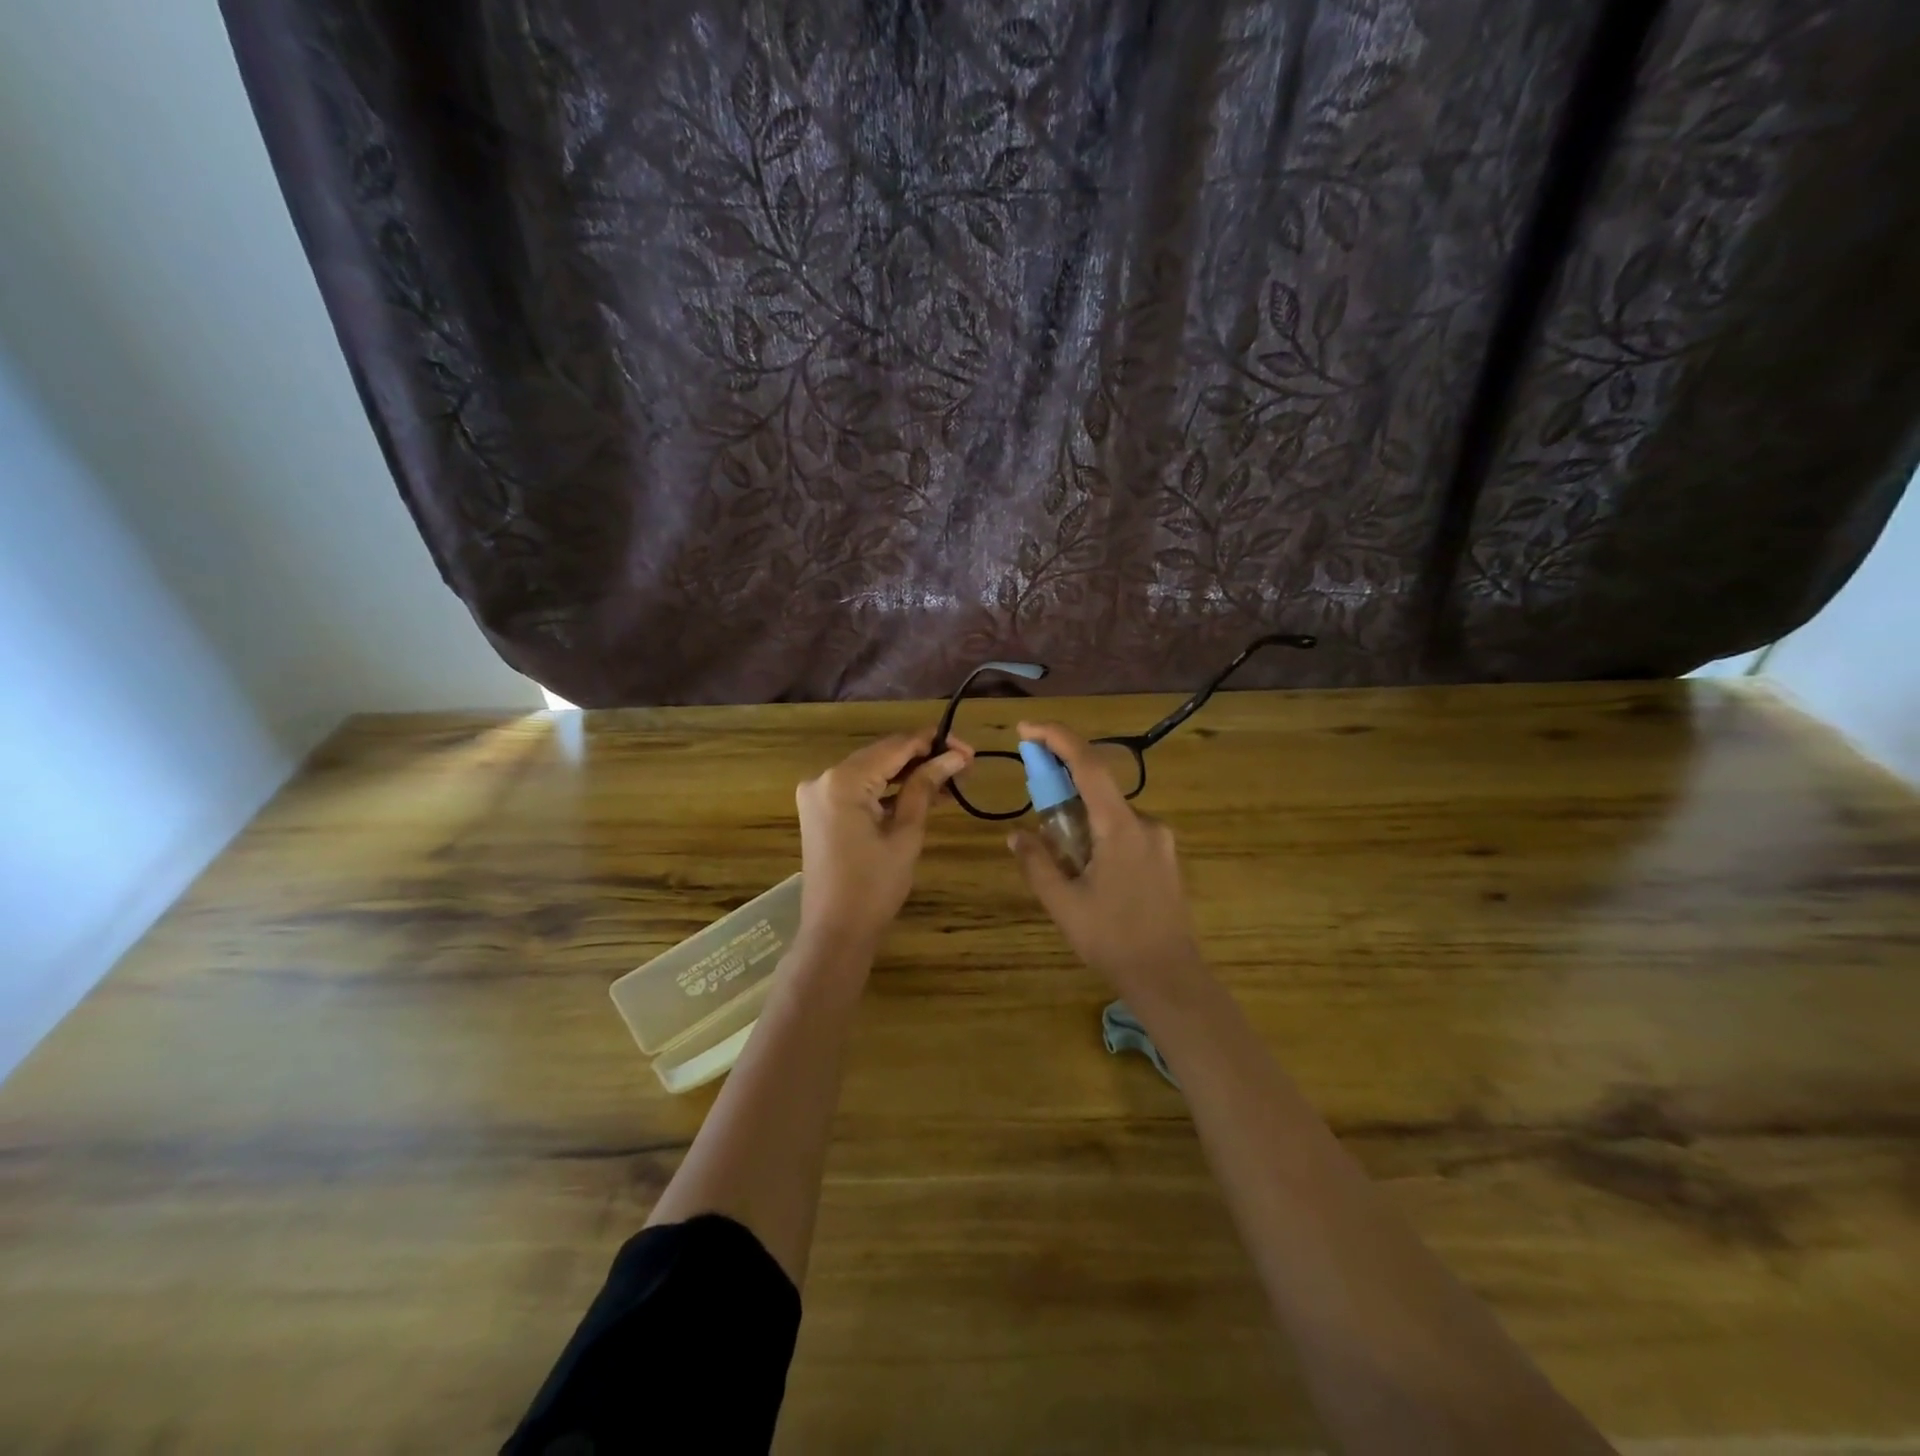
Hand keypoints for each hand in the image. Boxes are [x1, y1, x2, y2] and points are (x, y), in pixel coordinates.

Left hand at [795, 730, 972, 958]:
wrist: (835, 932)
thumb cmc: (874, 887)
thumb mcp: (905, 833)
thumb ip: (924, 787)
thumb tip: (953, 756)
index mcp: (843, 780)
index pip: (896, 746)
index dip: (934, 743)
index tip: (969, 751)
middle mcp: (824, 777)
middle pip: (883, 754)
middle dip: (924, 757)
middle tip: (964, 766)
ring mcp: (818, 793)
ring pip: (873, 770)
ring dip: (908, 774)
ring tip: (950, 782)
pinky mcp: (820, 809)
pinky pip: (860, 788)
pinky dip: (888, 789)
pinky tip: (921, 794)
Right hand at [1007, 721, 1207, 1003]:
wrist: (1170, 978)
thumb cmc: (1113, 939)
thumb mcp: (1063, 903)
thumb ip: (1037, 863)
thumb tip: (1016, 835)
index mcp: (1121, 827)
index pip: (1089, 766)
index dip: (1058, 739)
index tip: (1027, 730)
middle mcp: (1146, 824)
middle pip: (1099, 787)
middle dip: (1063, 781)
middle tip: (1033, 792)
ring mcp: (1160, 841)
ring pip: (1111, 813)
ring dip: (1081, 815)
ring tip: (1056, 847)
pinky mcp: (1165, 859)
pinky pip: (1125, 831)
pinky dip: (1099, 832)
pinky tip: (1086, 866)